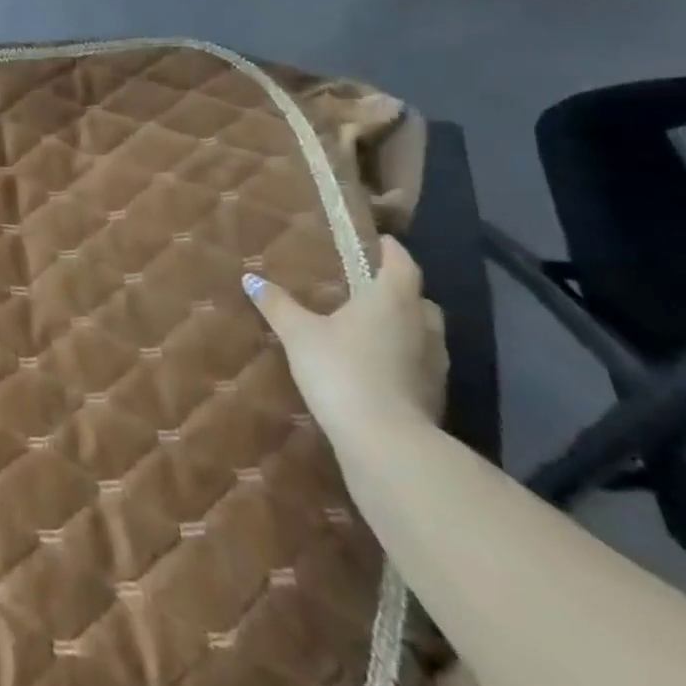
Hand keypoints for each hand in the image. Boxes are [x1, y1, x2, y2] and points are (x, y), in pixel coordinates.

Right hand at [243, 236, 446, 449]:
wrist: (385, 443)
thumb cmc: (342, 370)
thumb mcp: (299, 334)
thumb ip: (277, 305)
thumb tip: (250, 278)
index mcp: (392, 299)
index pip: (402, 263)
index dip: (390, 249)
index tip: (377, 241)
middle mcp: (422, 325)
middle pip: (418, 298)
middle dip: (398, 290)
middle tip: (367, 287)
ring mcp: (434, 364)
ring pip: (424, 332)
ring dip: (404, 326)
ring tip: (370, 327)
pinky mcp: (434, 396)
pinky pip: (420, 363)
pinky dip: (404, 357)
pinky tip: (377, 367)